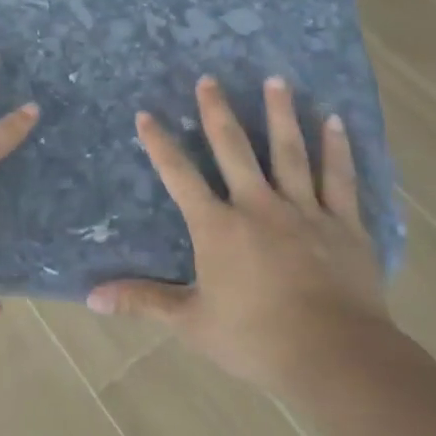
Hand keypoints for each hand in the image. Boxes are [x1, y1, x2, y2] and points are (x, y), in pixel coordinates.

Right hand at [88, 75, 390, 393]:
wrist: (335, 356)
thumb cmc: (257, 339)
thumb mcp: (192, 322)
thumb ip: (144, 301)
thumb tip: (92, 297)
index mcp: (218, 228)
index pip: (180, 176)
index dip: (160, 145)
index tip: (146, 114)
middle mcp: (258, 207)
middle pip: (234, 149)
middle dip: (217, 112)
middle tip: (209, 79)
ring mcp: (304, 211)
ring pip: (289, 152)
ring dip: (280, 114)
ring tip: (275, 79)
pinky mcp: (343, 224)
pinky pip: (339, 178)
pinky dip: (336, 148)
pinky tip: (333, 120)